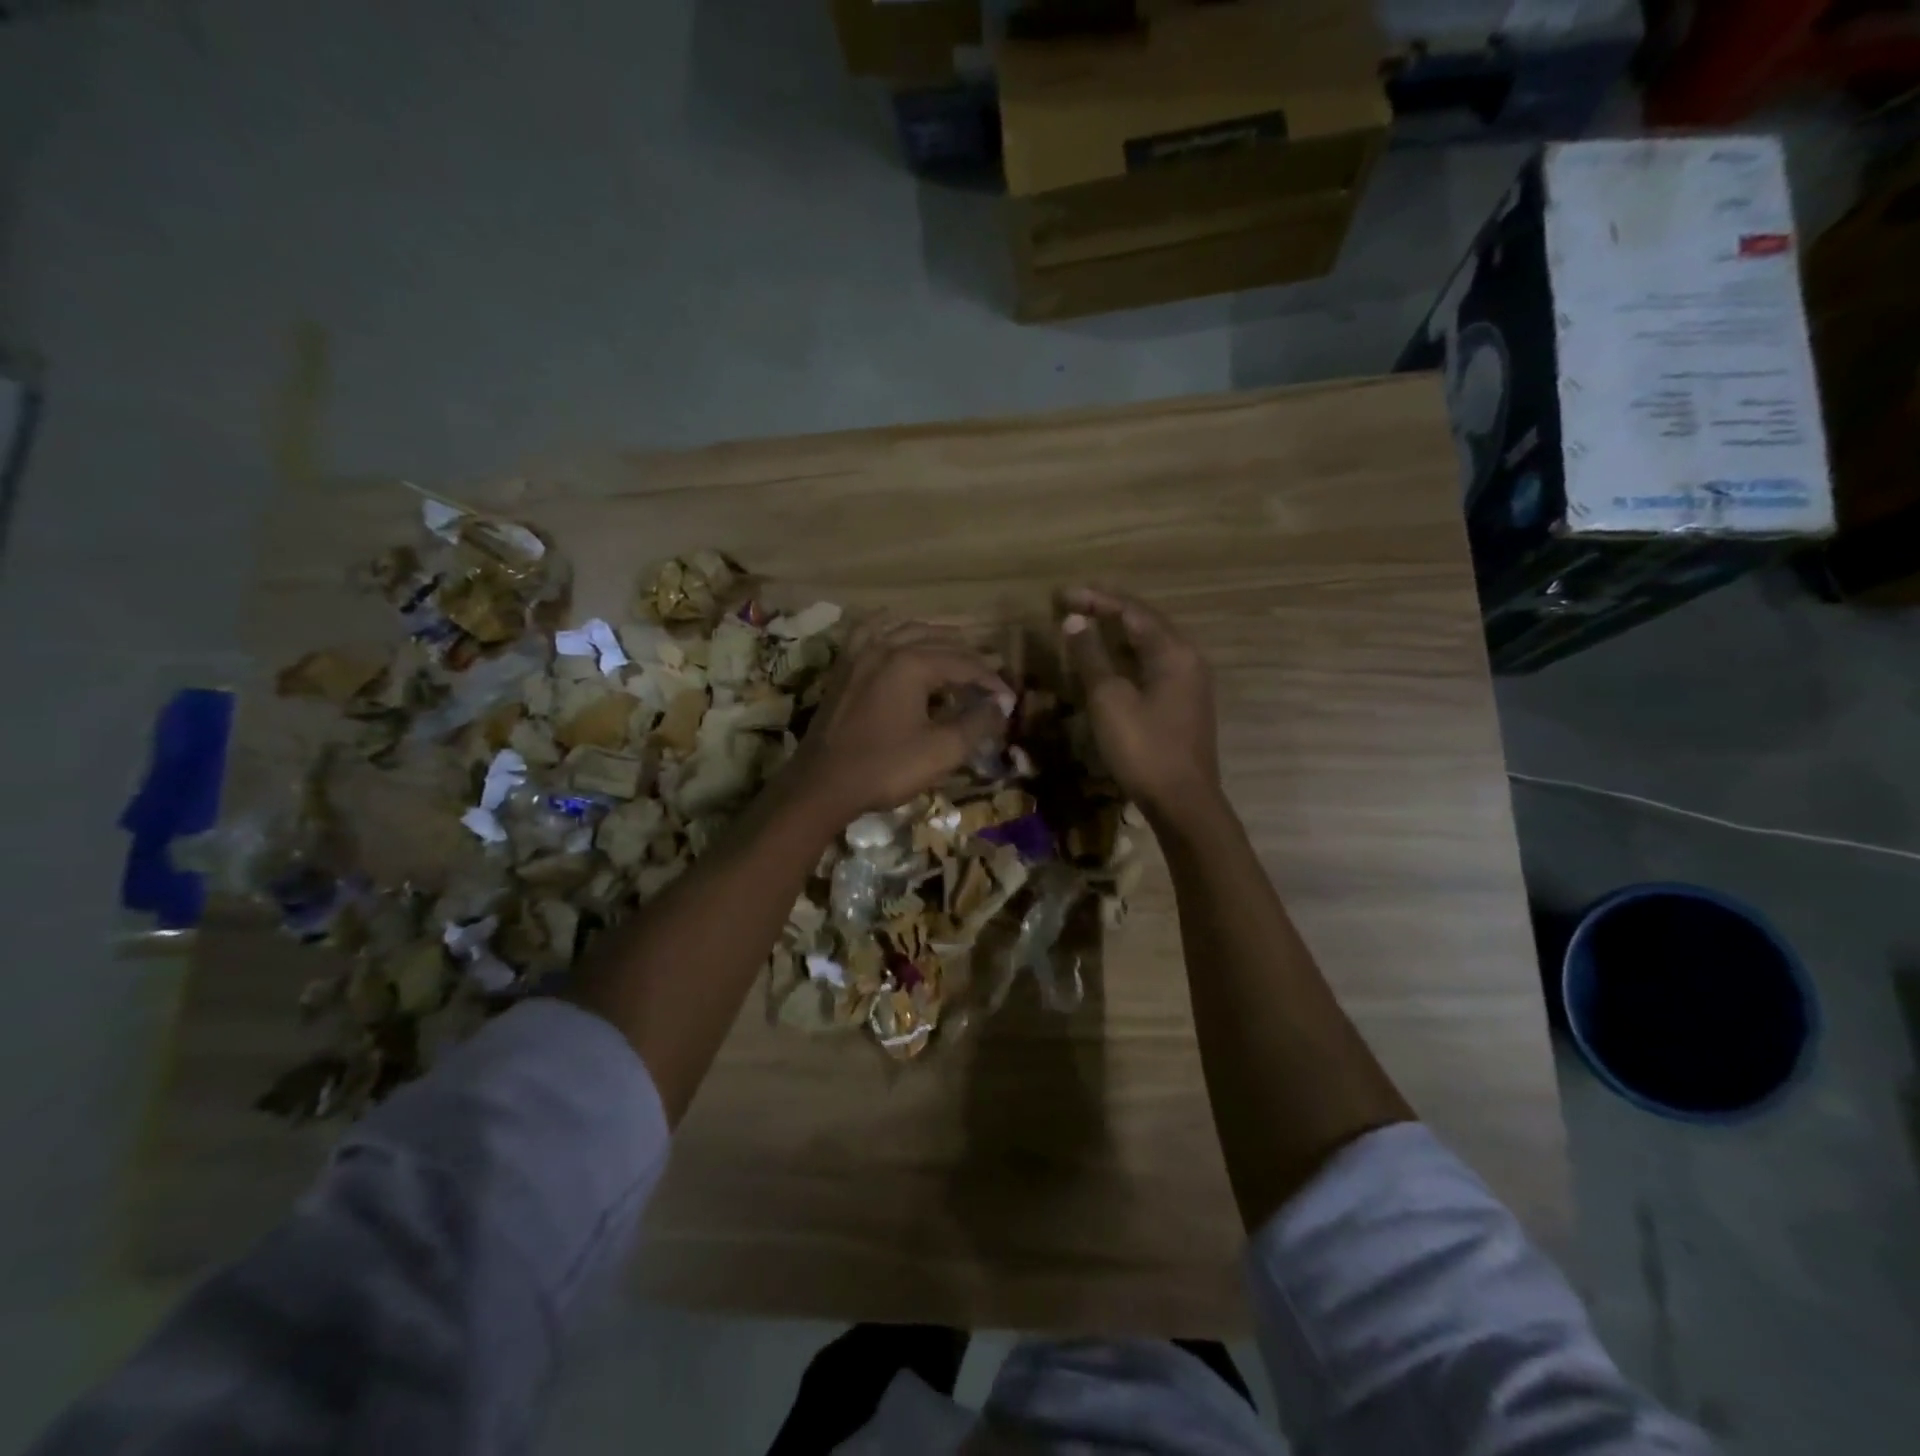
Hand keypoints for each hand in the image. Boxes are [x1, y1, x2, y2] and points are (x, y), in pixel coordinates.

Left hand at [788, 618, 1013, 823]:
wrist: (822, 785)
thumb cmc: (885, 768)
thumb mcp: (941, 751)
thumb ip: (977, 723)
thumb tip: (1001, 705)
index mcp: (912, 663)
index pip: (964, 664)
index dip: (991, 681)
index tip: (1010, 700)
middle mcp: (886, 647)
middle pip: (938, 641)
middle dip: (969, 657)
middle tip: (990, 675)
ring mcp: (860, 654)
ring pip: (905, 629)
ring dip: (936, 636)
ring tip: (957, 647)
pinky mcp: (843, 668)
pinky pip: (869, 631)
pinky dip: (890, 626)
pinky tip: (896, 626)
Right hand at [1060, 587, 1218, 818]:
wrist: (1183, 801)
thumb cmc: (1144, 748)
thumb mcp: (1109, 700)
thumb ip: (1091, 656)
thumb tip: (1075, 621)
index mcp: (1173, 651)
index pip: (1132, 611)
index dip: (1096, 599)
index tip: (1062, 595)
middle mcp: (1188, 658)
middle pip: (1145, 622)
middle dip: (1107, 610)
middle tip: (1071, 603)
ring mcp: (1189, 682)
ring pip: (1149, 644)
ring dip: (1116, 633)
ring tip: (1085, 625)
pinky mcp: (1184, 703)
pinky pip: (1153, 665)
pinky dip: (1127, 656)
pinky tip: (1108, 663)